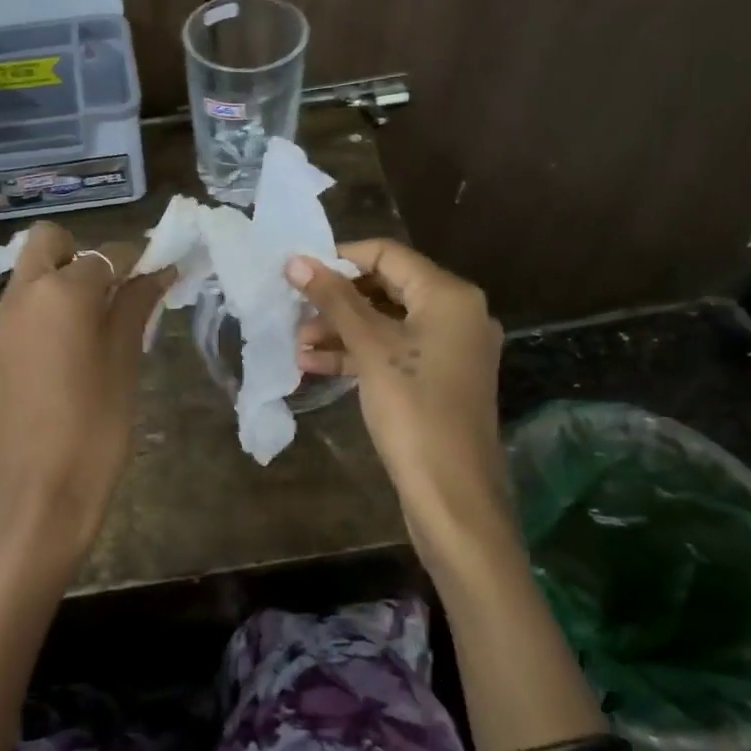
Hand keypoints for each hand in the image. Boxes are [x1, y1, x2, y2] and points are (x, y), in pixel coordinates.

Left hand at [0, 222, 171, 574]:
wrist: (40, 496)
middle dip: (82, 255)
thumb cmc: (96, 428)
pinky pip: (18, 313)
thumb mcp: (125, 362)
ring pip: (29, 277)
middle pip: (48, 242)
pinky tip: (64, 359)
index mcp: (60, 292)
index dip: (136, 260)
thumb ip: (136, 306)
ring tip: (93, 330)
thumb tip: (157, 269)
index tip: (158, 275)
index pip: (106, 254)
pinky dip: (42, 315)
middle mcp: (20, 296)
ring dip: (60, 284)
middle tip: (112, 295)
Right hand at [289, 240, 509, 568]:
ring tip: (297, 345)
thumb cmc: (414, 410)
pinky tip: (315, 366)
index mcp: (449, 296)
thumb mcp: (370, 348)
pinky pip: (393, 354)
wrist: (453, 496)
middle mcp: (456, 315)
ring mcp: (449, 350)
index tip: (298, 272)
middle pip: (386, 289)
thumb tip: (295, 261)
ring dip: (341, 331)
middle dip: (336, 301)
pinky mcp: (437, 381)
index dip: (340, 259)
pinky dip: (358, 356)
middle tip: (294, 312)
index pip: (388, 254)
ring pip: (386, 324)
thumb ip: (334, 300)